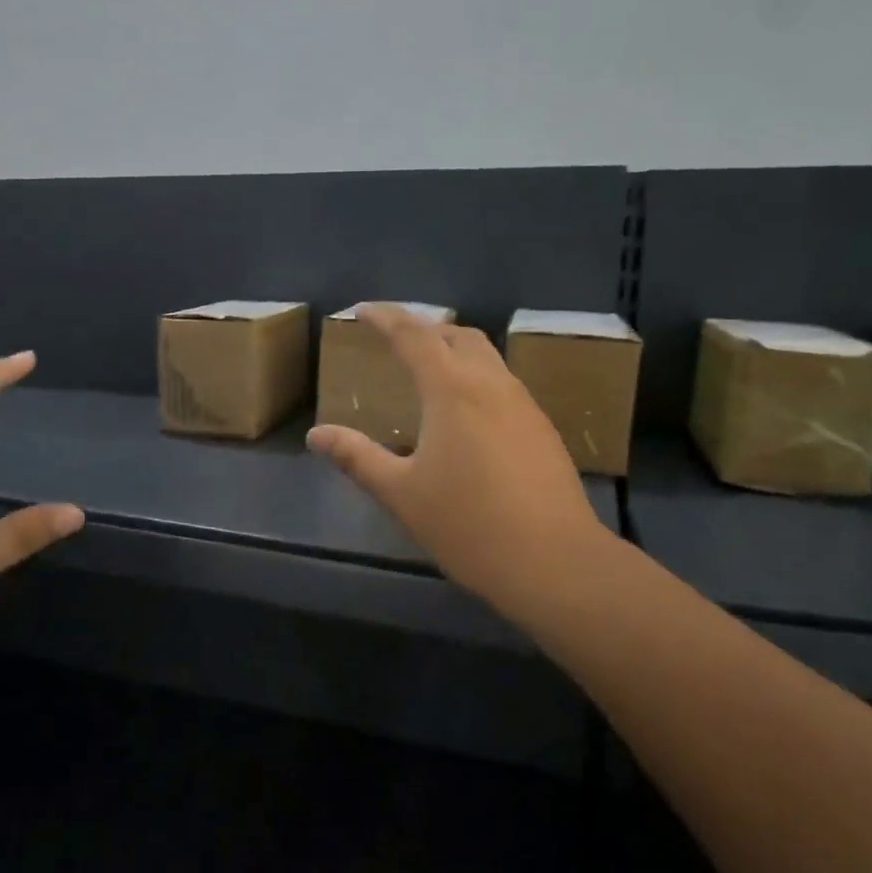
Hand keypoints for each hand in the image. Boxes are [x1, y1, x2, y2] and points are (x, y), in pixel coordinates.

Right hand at [308, 305, 613, 617]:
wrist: (554, 561)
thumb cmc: (468, 524)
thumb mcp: (401, 493)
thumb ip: (357, 458)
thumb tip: (317, 435)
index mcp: (452, 390)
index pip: (413, 336)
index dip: (385, 318)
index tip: (362, 311)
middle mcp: (491, 384)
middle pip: (457, 335)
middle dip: (424, 328)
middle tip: (396, 340)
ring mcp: (524, 404)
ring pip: (487, 357)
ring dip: (454, 350)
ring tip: (429, 370)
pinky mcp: (542, 428)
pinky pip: (503, 383)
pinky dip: (476, 378)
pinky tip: (467, 413)